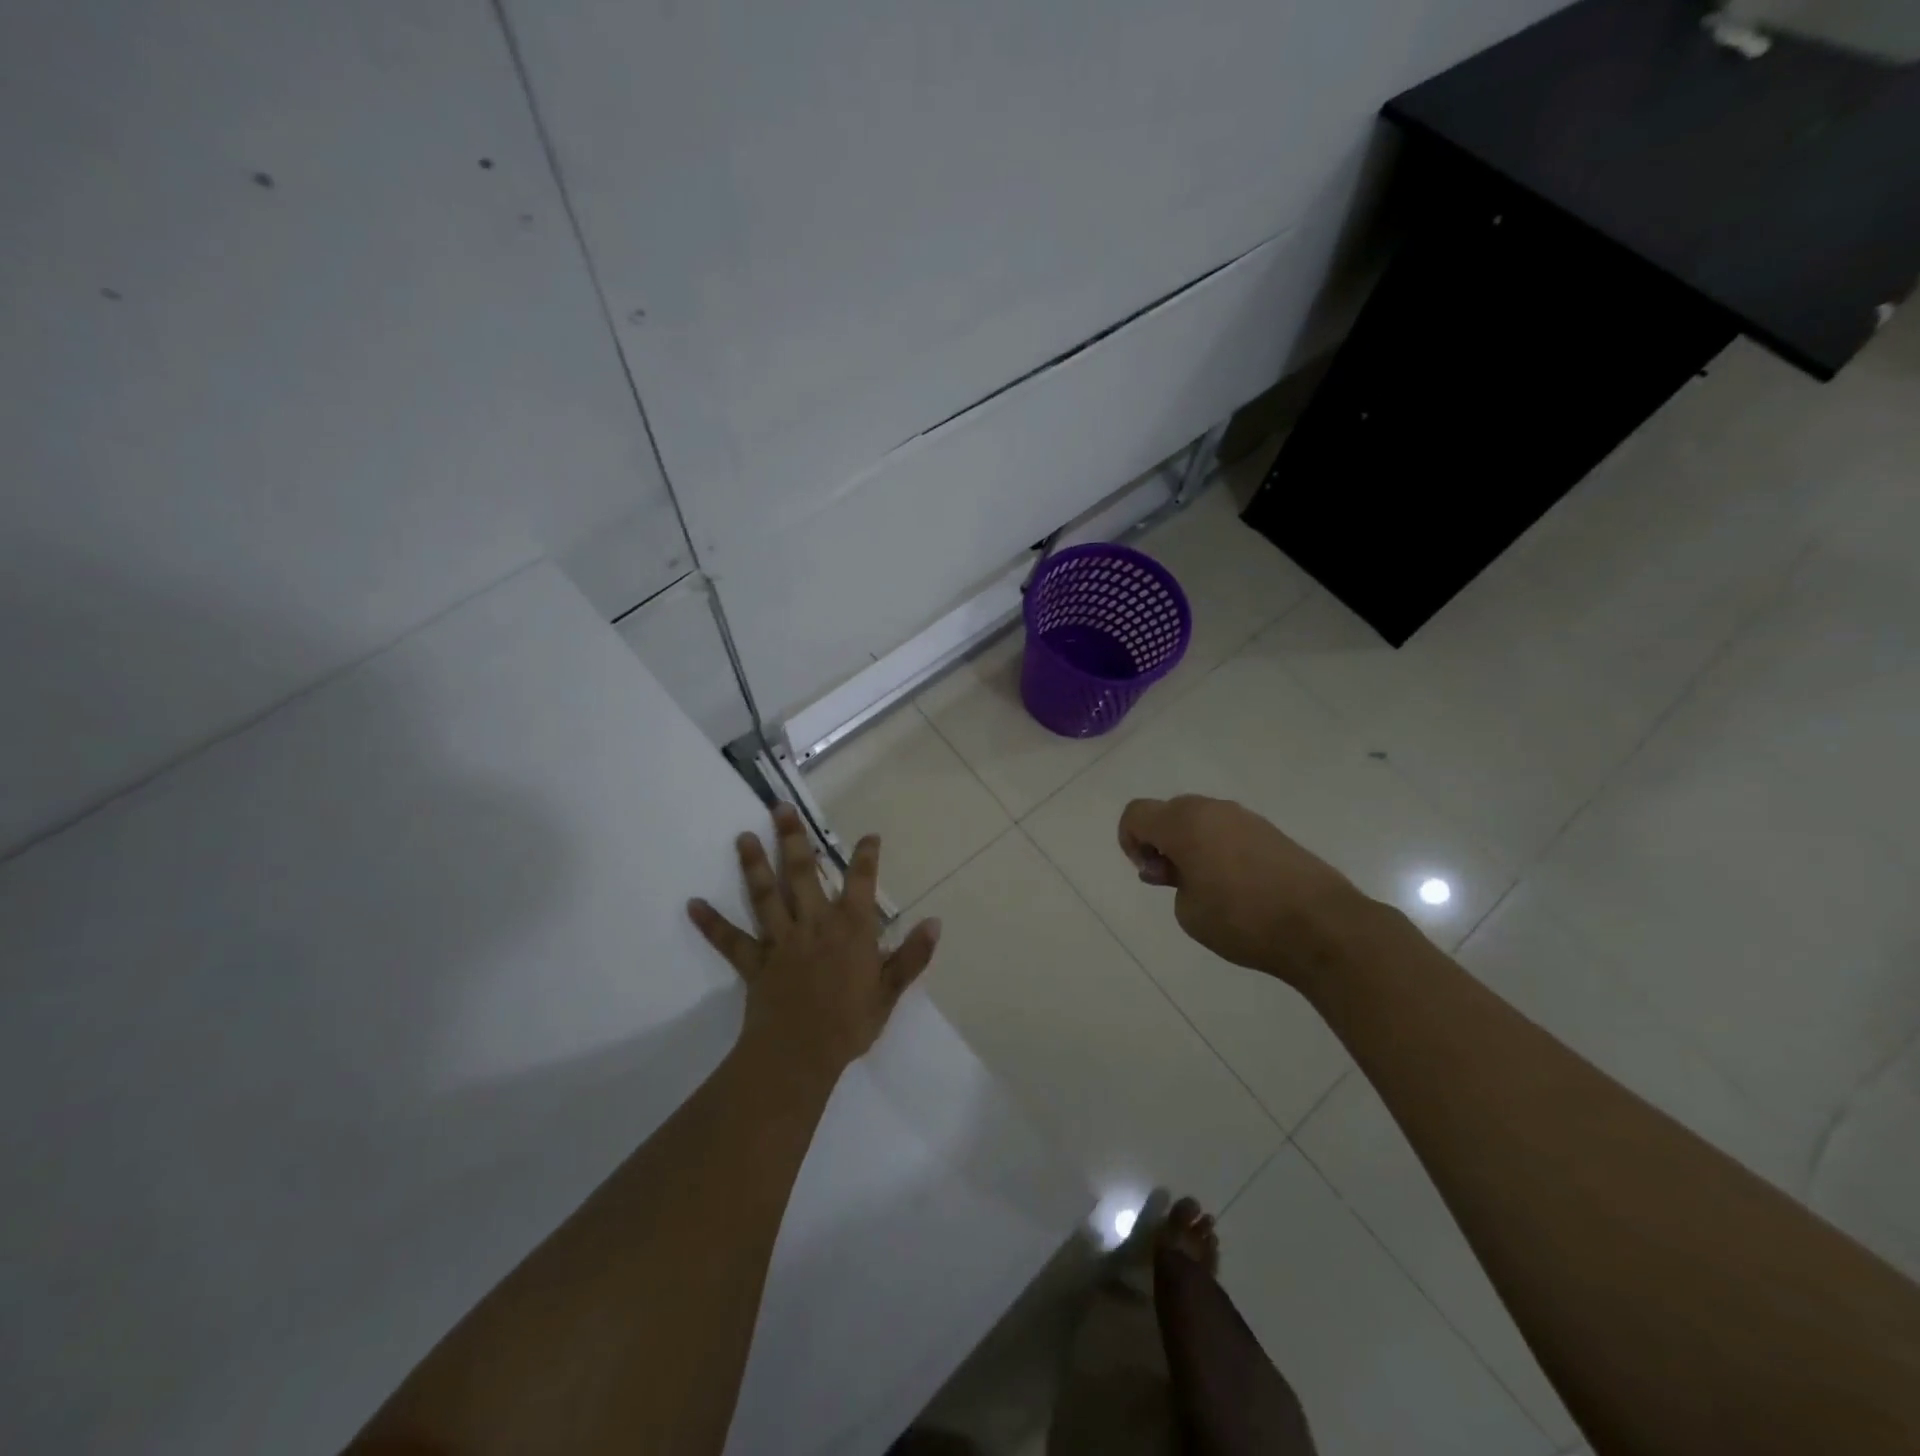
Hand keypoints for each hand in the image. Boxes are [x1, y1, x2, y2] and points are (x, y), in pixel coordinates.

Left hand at [688, 804, 940, 1078]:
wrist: (800, 1055)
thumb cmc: (850, 1023)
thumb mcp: (890, 992)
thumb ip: (913, 955)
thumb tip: (935, 921)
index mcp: (851, 928)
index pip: (861, 882)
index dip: (866, 857)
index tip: (868, 836)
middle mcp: (814, 923)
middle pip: (803, 873)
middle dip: (793, 839)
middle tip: (779, 807)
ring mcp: (781, 940)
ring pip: (766, 895)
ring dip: (754, 865)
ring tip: (743, 837)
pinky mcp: (755, 962)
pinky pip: (731, 940)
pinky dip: (711, 923)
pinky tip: (692, 904)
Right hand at [1117, 795, 1367, 988]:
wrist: (1322, 926)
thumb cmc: (1242, 920)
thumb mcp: (1188, 911)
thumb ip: (1172, 882)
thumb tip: (1179, 869)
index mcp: (1184, 823)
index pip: (1136, 814)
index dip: (1130, 841)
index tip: (1150, 874)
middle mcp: (1213, 809)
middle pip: (1168, 812)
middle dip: (1160, 842)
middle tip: (1172, 881)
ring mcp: (1245, 817)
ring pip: (1200, 820)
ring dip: (1190, 844)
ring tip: (1205, 887)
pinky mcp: (1271, 831)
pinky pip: (1228, 830)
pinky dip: (1218, 848)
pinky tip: (1235, 885)